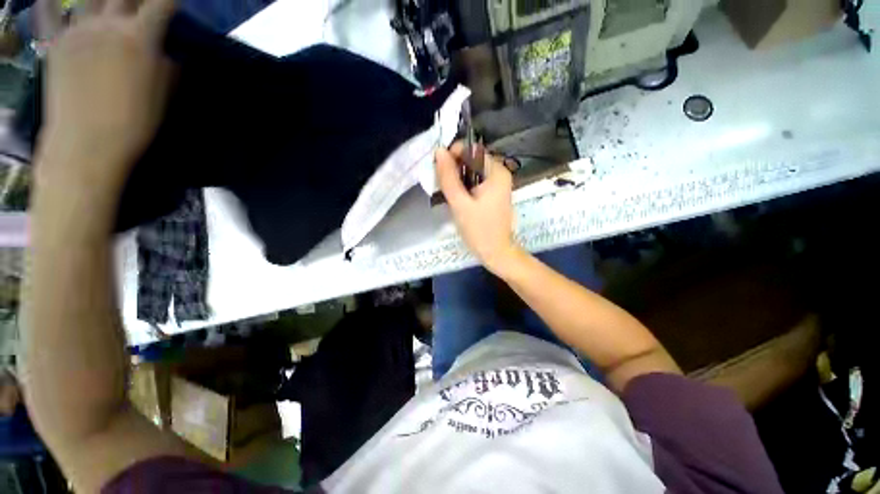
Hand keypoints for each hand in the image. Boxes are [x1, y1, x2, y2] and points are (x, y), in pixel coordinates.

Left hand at [38, 0, 176, 189]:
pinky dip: (51, 3)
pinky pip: (49, 12)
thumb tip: (163, 52)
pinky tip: (54, 2)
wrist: (86, 144)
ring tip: (107, 9)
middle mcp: (109, 25)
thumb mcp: (162, 97)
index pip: (161, 4)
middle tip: (138, 7)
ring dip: (102, 0)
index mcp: (140, 38)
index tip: (173, 5)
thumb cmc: (133, 124)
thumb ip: (165, 67)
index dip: (169, 2)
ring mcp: (77, 31)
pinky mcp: (55, 43)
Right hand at [436, 142, 519, 273]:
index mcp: (496, 172)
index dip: (453, 154)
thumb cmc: (479, 230)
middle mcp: (500, 173)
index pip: (472, 149)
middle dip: (455, 168)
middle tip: (442, 185)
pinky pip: (476, 182)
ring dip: (458, 178)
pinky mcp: (494, 193)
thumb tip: (439, 151)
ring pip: (472, 171)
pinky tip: (457, 198)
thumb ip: (448, 177)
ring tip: (448, 194)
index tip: (440, 170)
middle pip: (472, 159)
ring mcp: (498, 184)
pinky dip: (464, 186)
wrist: (496, 252)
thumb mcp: (459, 203)